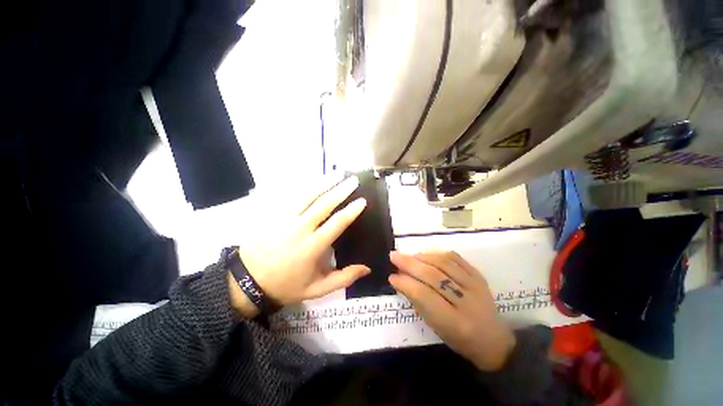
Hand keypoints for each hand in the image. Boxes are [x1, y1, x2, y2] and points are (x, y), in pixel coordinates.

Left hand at [237, 176, 370, 307]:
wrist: (246, 282)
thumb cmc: (285, 285)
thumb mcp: (316, 289)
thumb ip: (343, 279)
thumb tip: (366, 268)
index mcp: (312, 246)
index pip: (337, 223)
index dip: (351, 211)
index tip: (362, 200)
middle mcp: (300, 228)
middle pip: (324, 203)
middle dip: (341, 190)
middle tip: (354, 180)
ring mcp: (285, 218)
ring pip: (308, 195)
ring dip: (325, 182)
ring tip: (338, 173)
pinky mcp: (274, 214)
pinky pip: (292, 196)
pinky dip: (306, 186)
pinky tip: (315, 179)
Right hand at [389, 251, 515, 370]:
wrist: (494, 340)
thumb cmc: (459, 339)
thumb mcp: (436, 328)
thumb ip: (418, 302)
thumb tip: (399, 280)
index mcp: (455, 323)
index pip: (424, 296)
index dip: (405, 283)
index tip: (391, 276)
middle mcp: (466, 302)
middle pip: (433, 276)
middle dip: (409, 264)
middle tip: (393, 256)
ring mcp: (475, 286)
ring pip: (444, 263)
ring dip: (422, 257)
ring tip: (408, 255)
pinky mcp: (479, 276)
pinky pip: (456, 258)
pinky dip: (438, 254)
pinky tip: (427, 254)